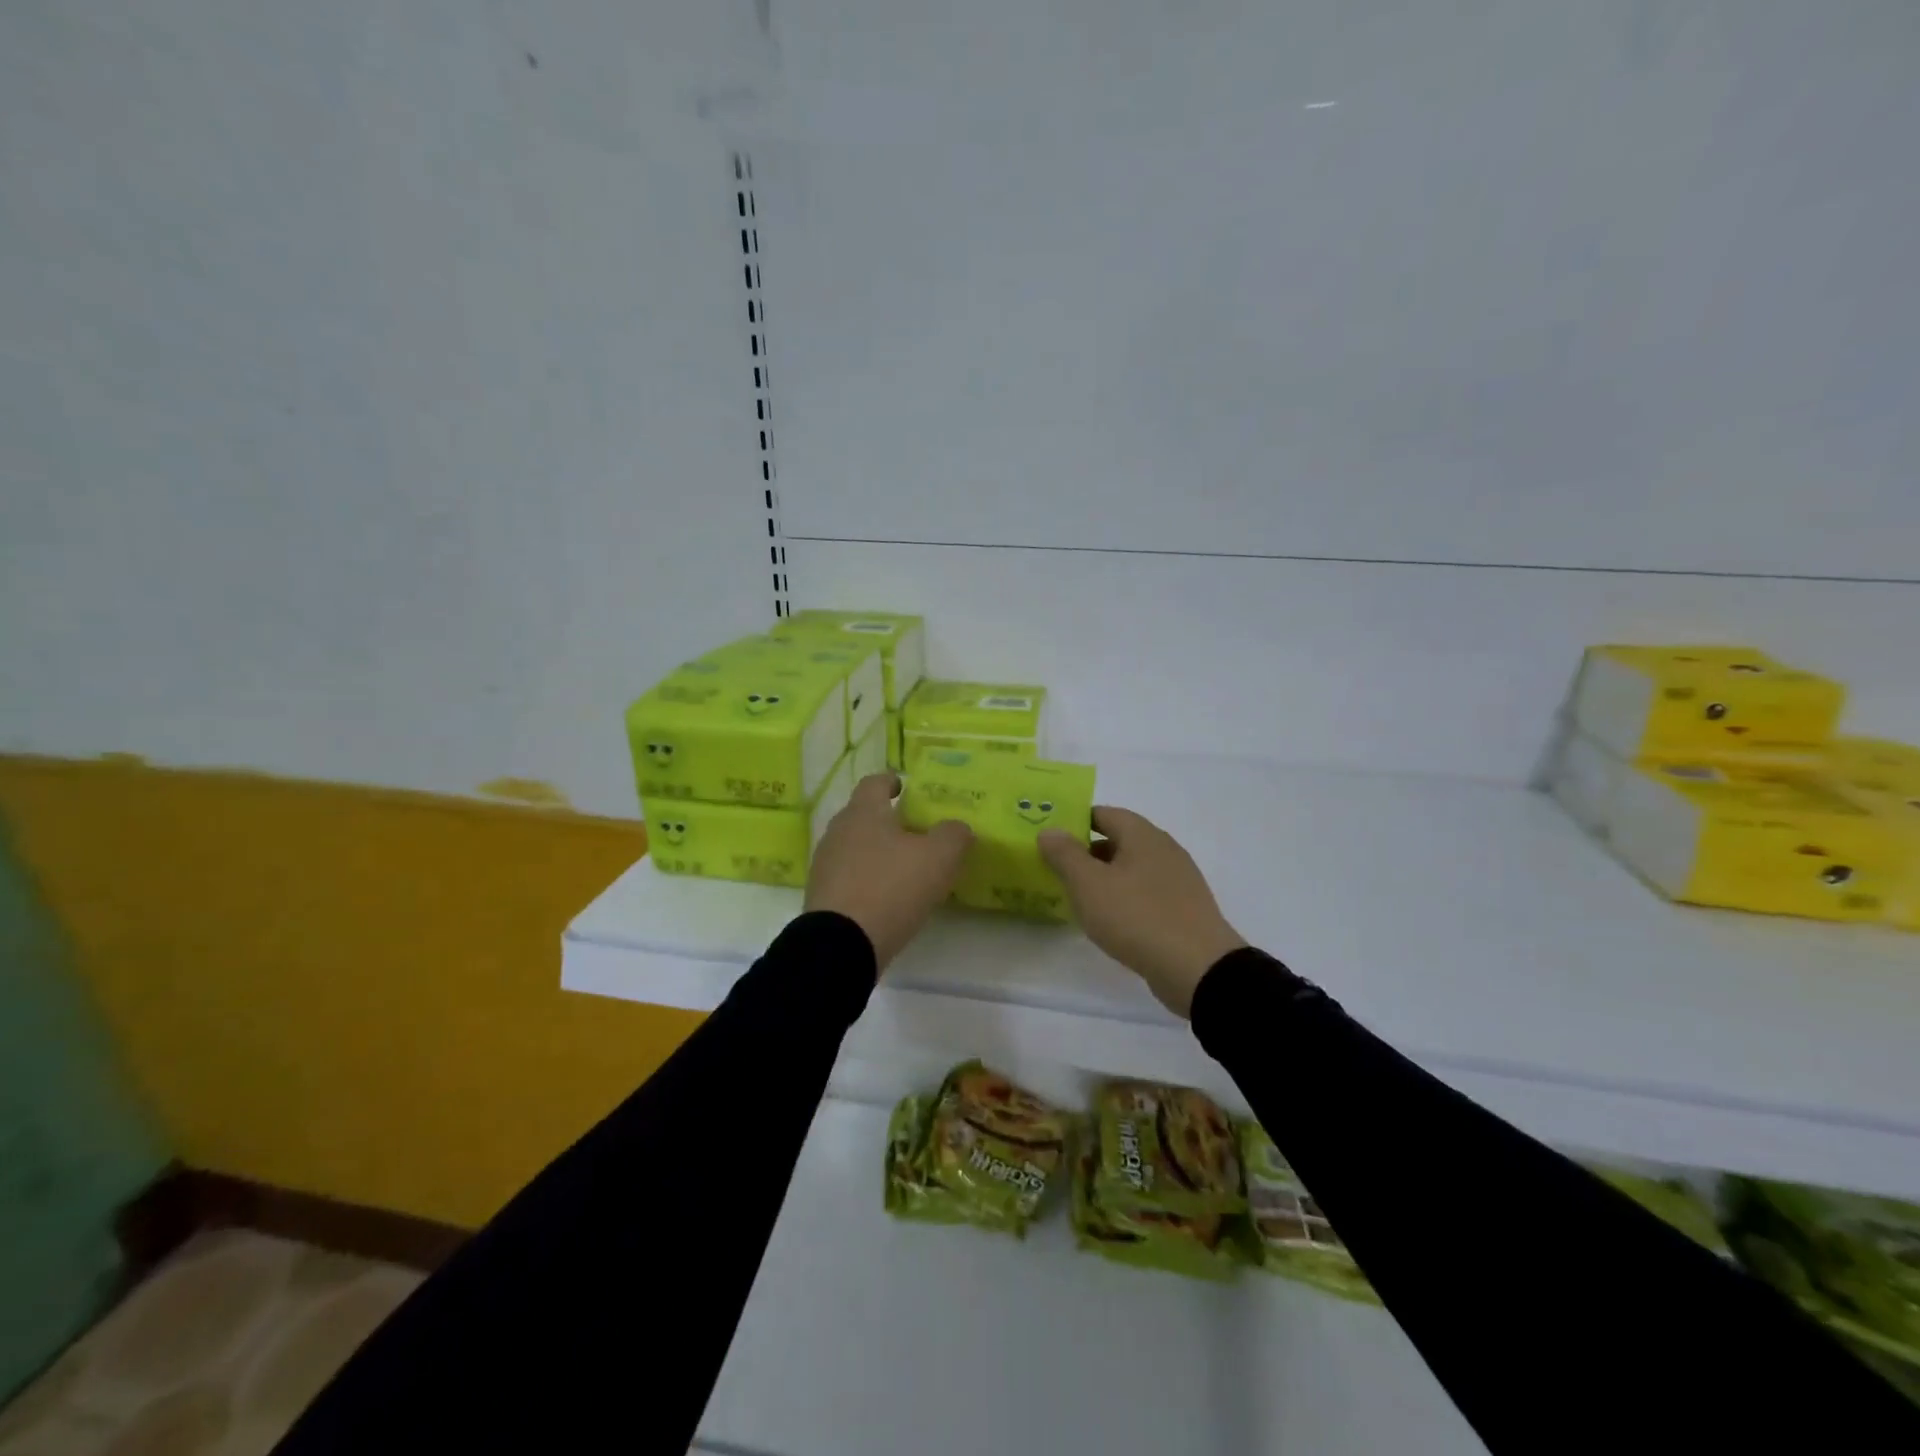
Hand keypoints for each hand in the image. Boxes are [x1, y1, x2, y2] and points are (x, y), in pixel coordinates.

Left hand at [805, 773, 971, 972]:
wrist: (840, 944)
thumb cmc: (891, 888)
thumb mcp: (938, 858)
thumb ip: (953, 835)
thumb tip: (958, 828)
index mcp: (863, 812)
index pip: (874, 782)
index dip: (890, 781)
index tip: (903, 787)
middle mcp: (838, 831)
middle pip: (862, 815)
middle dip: (885, 819)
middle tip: (913, 830)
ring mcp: (825, 865)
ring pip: (853, 846)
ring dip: (875, 851)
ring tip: (901, 867)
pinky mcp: (821, 896)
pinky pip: (847, 876)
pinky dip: (865, 878)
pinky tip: (884, 896)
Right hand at [1038, 807, 1246, 1017]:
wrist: (1198, 969)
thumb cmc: (1137, 917)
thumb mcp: (1089, 884)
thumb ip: (1065, 854)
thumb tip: (1050, 829)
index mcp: (1142, 834)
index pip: (1103, 813)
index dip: (1075, 821)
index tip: (1050, 838)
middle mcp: (1164, 848)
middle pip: (1119, 840)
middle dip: (1088, 851)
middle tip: (1058, 869)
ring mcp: (1178, 879)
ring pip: (1133, 868)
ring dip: (1106, 877)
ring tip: (1079, 897)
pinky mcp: (1184, 908)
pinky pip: (1147, 892)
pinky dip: (1125, 898)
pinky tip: (1111, 920)